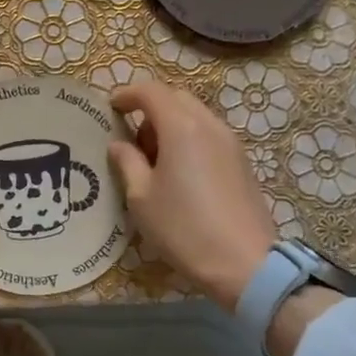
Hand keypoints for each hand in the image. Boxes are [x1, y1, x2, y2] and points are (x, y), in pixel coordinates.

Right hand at [106, 80, 277, 310]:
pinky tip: (180, 174)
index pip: (151, 91)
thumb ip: (127, 162)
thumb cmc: (184, 228)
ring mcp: (231, 143)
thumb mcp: (142, 197)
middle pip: (176, 98)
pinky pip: (209, 135)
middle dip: (150, 109)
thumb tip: (118, 144)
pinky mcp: (242, 162)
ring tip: (155, 162)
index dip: (127, 94)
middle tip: (133, 141)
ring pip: (195, 116)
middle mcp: (209, 125)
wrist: (245, 263)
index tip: (111, 108)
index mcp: (181, 127)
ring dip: (171, 125)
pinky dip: (189, 140)